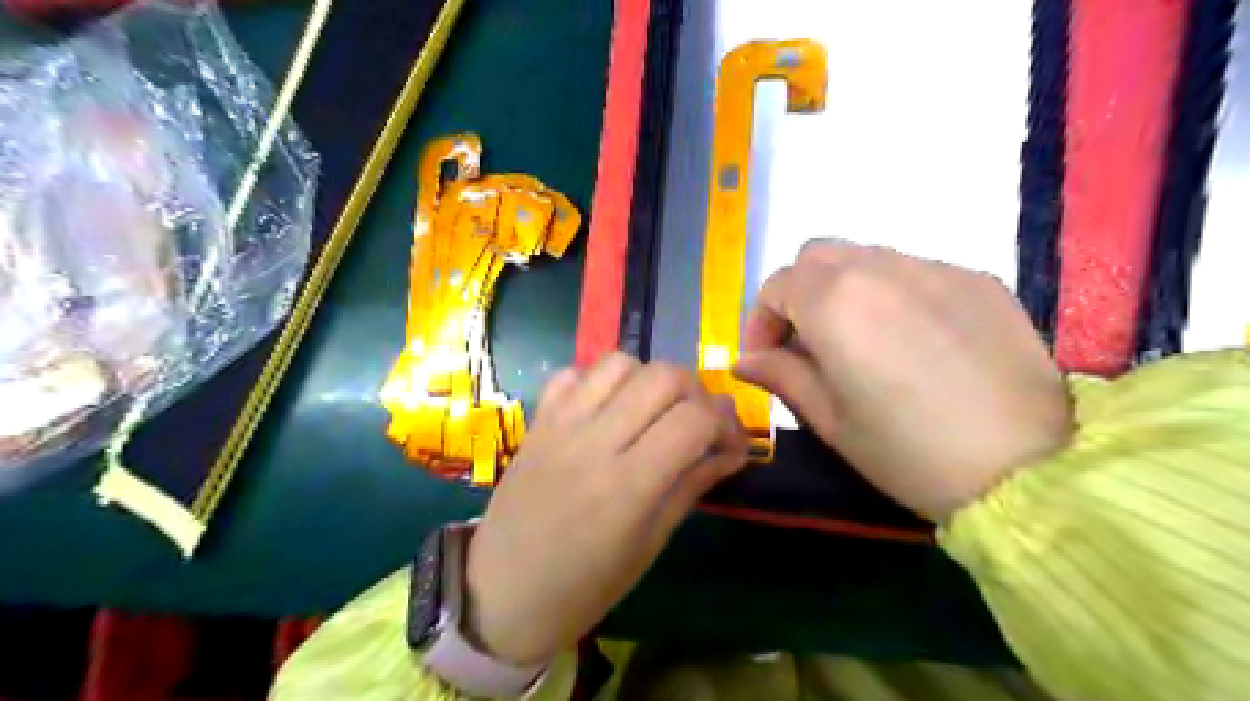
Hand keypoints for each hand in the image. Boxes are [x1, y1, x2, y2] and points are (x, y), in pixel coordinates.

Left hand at [462, 355, 746, 664]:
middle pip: (663, 377)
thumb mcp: (650, 544)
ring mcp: (561, 425)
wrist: (502, 591)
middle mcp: (595, 442)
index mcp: (629, 485)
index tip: (730, 444)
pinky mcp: (537, 420)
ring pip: (620, 363)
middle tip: (696, 423)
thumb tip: (731, 451)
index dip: (726, 423)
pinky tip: (607, 409)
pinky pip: (573, 374)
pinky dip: (600, 380)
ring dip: (649, 379)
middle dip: (695, 392)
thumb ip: (691, 486)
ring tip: (652, 411)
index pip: (694, 419)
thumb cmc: (585, 585)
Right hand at [735, 242, 1074, 521]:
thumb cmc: (908, 451)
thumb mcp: (829, 419)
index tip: (766, 359)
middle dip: (799, 293)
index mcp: (835, 301)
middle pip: (817, 256)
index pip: (776, 286)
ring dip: (845, 290)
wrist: (1028, 470)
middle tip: (808, 343)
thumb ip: (781, 376)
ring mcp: (935, 268)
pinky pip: (916, 271)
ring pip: (866, 257)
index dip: (761, 321)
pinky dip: (895, 294)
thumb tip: (745, 361)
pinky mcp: (978, 280)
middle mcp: (880, 268)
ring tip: (861, 342)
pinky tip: (914, 342)